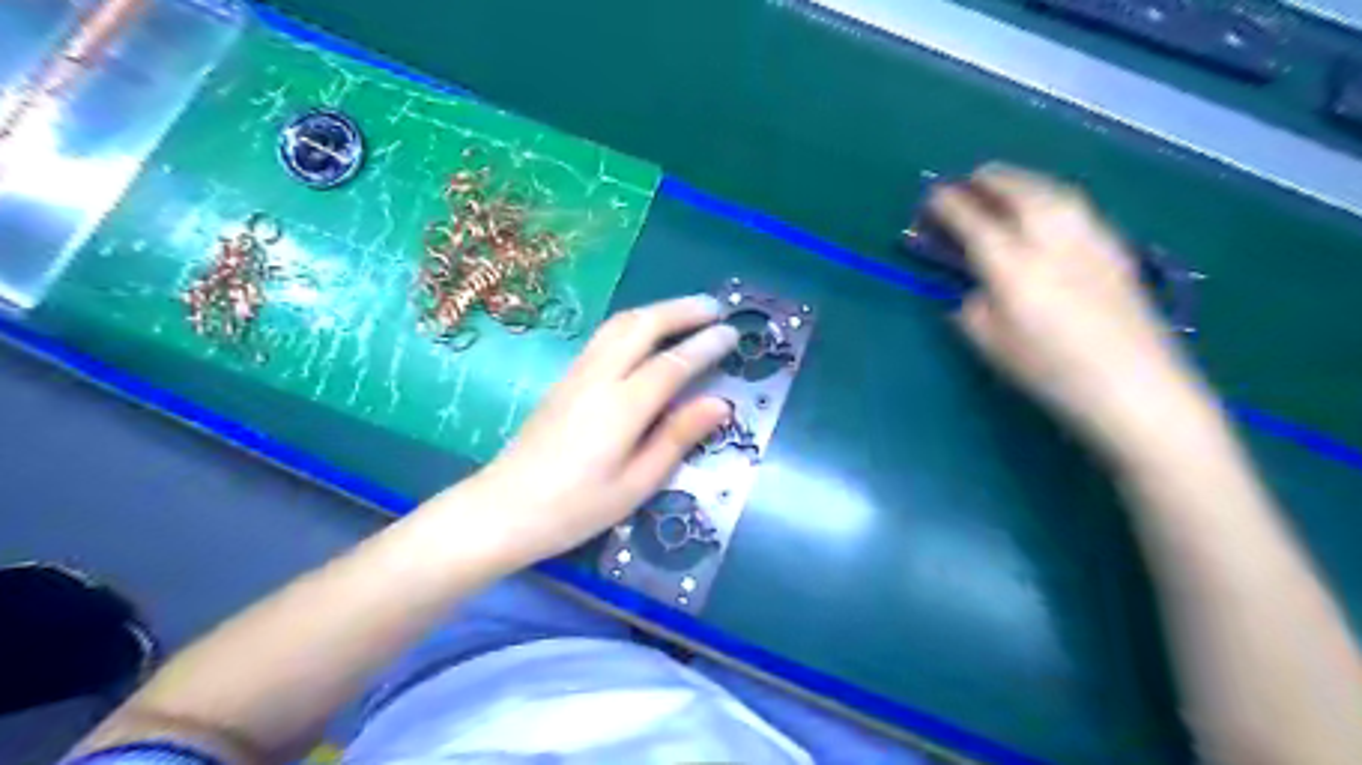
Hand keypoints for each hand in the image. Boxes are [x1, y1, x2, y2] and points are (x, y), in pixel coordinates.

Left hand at [451, 295, 739, 565]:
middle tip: (716, 308)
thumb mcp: (636, 485)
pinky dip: (633, 323)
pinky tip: (646, 333)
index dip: (705, 345)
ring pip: (619, 324)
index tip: (733, 332)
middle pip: (642, 326)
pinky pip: (604, 336)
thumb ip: (677, 439)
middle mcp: (598, 378)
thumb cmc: (575, 509)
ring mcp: (576, 374)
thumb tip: (720, 403)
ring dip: (657, 310)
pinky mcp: (564, 379)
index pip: (672, 364)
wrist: (503, 510)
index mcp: (621, 408)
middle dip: (682, 310)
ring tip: (687, 311)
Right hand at [933, 164, 1218, 456]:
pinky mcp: (1118, 252)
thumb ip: (974, 313)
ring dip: (1027, 181)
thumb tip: (975, 292)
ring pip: (1057, 194)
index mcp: (1015, 270)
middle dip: (993, 180)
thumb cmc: (1054, 375)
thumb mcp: (995, 350)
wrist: (1137, 390)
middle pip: (1021, 194)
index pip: (975, 224)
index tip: (933, 196)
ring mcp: (1091, 243)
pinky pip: (1081, 209)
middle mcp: (1053, 244)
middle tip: (973, 177)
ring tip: (1010, 183)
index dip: (951, 206)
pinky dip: (1057, 198)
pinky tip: (1053, 210)